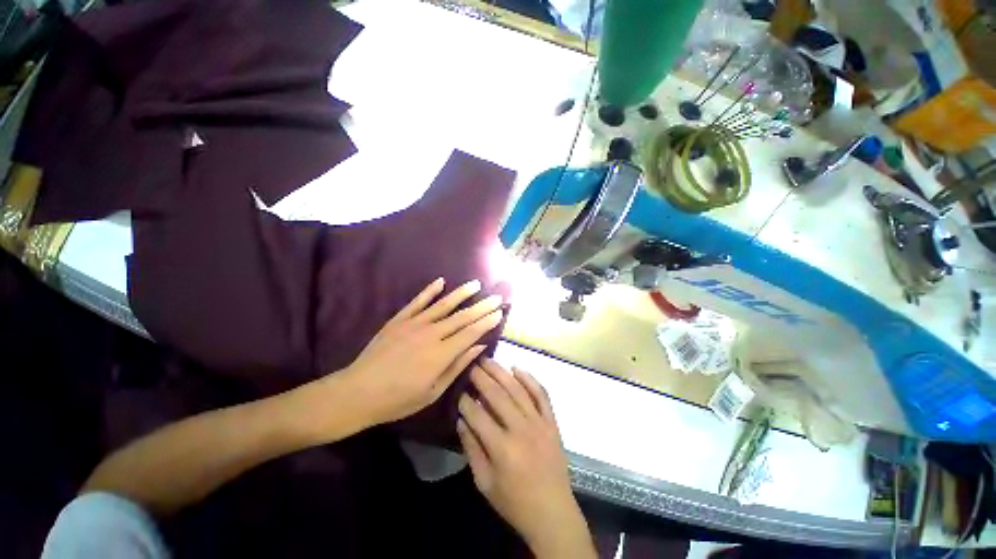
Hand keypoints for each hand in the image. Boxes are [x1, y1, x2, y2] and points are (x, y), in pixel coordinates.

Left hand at [339, 278, 503, 426]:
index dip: (487, 322)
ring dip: (462, 293)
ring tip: (476, 284)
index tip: (500, 312)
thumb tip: (479, 347)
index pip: (471, 333)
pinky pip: (418, 301)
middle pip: (462, 317)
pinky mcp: (399, 319)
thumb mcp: (433, 391)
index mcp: (441, 354)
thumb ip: (458, 366)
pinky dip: (430, 290)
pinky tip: (441, 281)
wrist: (358, 392)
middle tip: (497, 297)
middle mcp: (431, 334)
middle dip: (482, 306)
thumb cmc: (399, 399)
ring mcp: (414, 323)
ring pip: (443, 305)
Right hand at [457, 360, 594, 558]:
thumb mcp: (485, 483)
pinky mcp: (552, 422)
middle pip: (498, 396)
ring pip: (518, 389)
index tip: (458, 391)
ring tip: (488, 360)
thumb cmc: (514, 503)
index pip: (478, 416)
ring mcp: (539, 422)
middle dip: (481, 378)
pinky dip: (530, 379)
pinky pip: (541, 394)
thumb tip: (461, 420)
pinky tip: (517, 368)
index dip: (465, 401)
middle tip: (471, 365)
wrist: (553, 512)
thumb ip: (472, 450)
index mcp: (502, 448)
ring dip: (501, 372)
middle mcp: (521, 429)